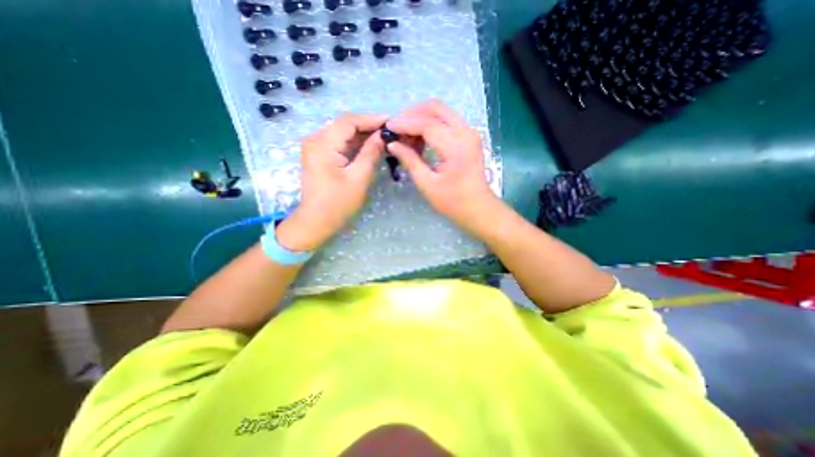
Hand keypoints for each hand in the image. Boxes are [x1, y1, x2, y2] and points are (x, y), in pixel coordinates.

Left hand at [275, 113, 385, 251]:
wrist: (316, 221)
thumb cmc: (338, 203)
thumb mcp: (358, 178)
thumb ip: (370, 153)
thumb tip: (383, 136)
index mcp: (322, 144)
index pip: (349, 121)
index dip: (371, 119)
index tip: (391, 122)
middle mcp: (315, 140)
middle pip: (345, 125)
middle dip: (368, 127)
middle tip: (390, 132)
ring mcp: (316, 147)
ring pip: (343, 134)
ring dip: (363, 135)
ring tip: (384, 138)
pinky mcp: (319, 155)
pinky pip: (339, 143)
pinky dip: (355, 144)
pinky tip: (370, 147)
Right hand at [386, 99, 500, 234]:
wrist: (478, 208)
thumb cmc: (453, 201)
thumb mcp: (427, 184)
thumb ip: (410, 161)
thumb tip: (392, 144)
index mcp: (456, 147)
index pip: (427, 124)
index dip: (405, 123)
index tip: (388, 127)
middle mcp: (465, 132)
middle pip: (435, 108)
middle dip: (413, 114)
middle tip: (397, 129)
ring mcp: (469, 132)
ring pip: (441, 112)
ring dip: (421, 119)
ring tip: (406, 137)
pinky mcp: (469, 136)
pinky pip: (447, 121)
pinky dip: (431, 125)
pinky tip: (420, 140)